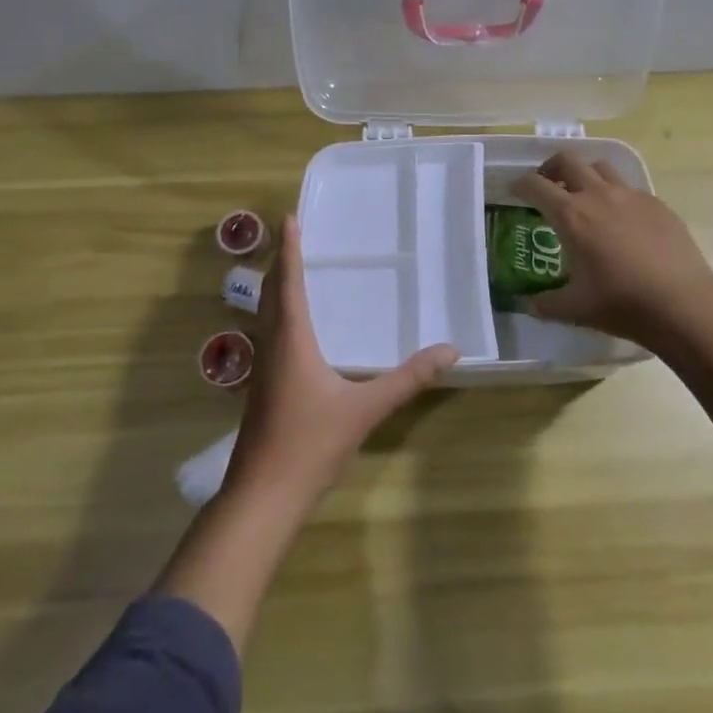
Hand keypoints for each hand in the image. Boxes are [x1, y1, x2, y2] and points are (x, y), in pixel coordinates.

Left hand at [222, 217, 456, 510]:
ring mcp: (263, 371)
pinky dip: (280, 317)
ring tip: (294, 274)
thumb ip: (408, 379)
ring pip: (266, 317)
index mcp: (292, 340)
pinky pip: (270, 337)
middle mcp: (272, 347)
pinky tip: (297, 333)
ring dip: (277, 290)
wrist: (263, 496)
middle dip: (280, 264)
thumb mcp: (365, 409)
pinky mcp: (263, 391)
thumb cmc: (310, 443)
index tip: (288, 217)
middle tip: (292, 237)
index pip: (289, 283)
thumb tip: (450, 351)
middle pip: (271, 295)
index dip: (289, 249)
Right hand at [509, 153, 712, 346]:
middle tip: (546, 187)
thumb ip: (545, 303)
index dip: (519, 184)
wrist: (683, 304)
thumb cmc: (622, 304)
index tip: (514, 191)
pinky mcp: (657, 204)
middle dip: (550, 168)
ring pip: (600, 167)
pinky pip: (629, 188)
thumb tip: (528, 304)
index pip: (535, 185)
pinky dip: (615, 194)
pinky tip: (620, 220)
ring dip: (584, 175)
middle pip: (567, 161)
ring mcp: (632, 196)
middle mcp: (598, 195)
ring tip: (583, 197)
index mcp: (571, 215)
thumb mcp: (574, 309)